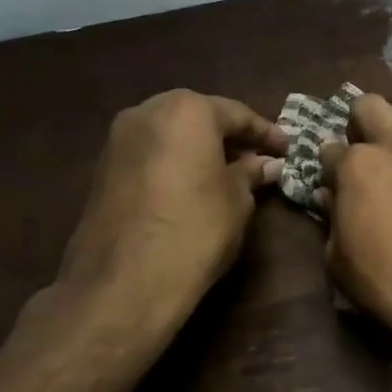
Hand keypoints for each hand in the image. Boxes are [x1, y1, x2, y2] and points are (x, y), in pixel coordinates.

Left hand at [55, 89, 285, 322]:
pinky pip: (150, 154)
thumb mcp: (238, 200)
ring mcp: (118, 140)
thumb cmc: (196, 228)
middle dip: (229, 136)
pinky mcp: (102, 169)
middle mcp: (146, 112)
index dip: (266, 133)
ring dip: (200, 149)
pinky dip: (175, 163)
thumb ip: (252, 173)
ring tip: (228, 174)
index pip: (236, 113)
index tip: (288, 149)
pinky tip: (193, 186)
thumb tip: (267, 164)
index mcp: (186, 110)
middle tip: (258, 158)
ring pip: (171, 134)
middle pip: (198, 116)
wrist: (124, 282)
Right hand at [317, 94, 391, 372]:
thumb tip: (331, 197)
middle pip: (371, 106)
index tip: (332, 183)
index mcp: (358, 166)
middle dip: (360, 121)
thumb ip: (332, 221)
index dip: (327, 167)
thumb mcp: (341, 263)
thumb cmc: (391, 285)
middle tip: (364, 151)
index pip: (329, 150)